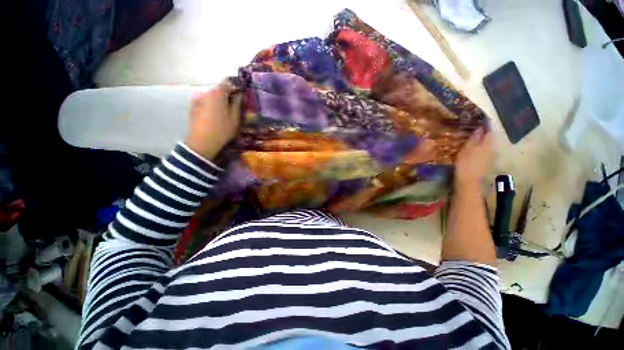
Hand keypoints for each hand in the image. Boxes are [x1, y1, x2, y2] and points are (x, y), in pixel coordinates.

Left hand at [184, 81, 240, 159]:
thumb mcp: (235, 118)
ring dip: (218, 101)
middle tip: (233, 106)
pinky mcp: (193, 106)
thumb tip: (240, 94)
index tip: (240, 95)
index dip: (235, 87)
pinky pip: (205, 101)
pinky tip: (214, 116)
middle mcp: (206, 92)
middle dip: (226, 95)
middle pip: (218, 89)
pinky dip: (211, 105)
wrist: (202, 142)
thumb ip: (237, 103)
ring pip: (211, 96)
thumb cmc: (222, 129)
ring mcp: (197, 99)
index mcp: (218, 93)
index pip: (227, 82)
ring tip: (224, 113)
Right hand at [454, 127, 492, 188]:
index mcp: (488, 143)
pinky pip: (485, 152)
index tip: (480, 119)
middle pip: (490, 138)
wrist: (469, 181)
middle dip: (484, 133)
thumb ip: (474, 138)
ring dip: (482, 141)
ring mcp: (491, 157)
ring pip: (488, 145)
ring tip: (472, 139)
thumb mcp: (466, 149)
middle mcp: (493, 148)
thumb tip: (479, 128)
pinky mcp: (487, 163)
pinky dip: (480, 148)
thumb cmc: (466, 163)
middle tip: (474, 129)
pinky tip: (473, 150)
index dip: (486, 124)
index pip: (490, 130)